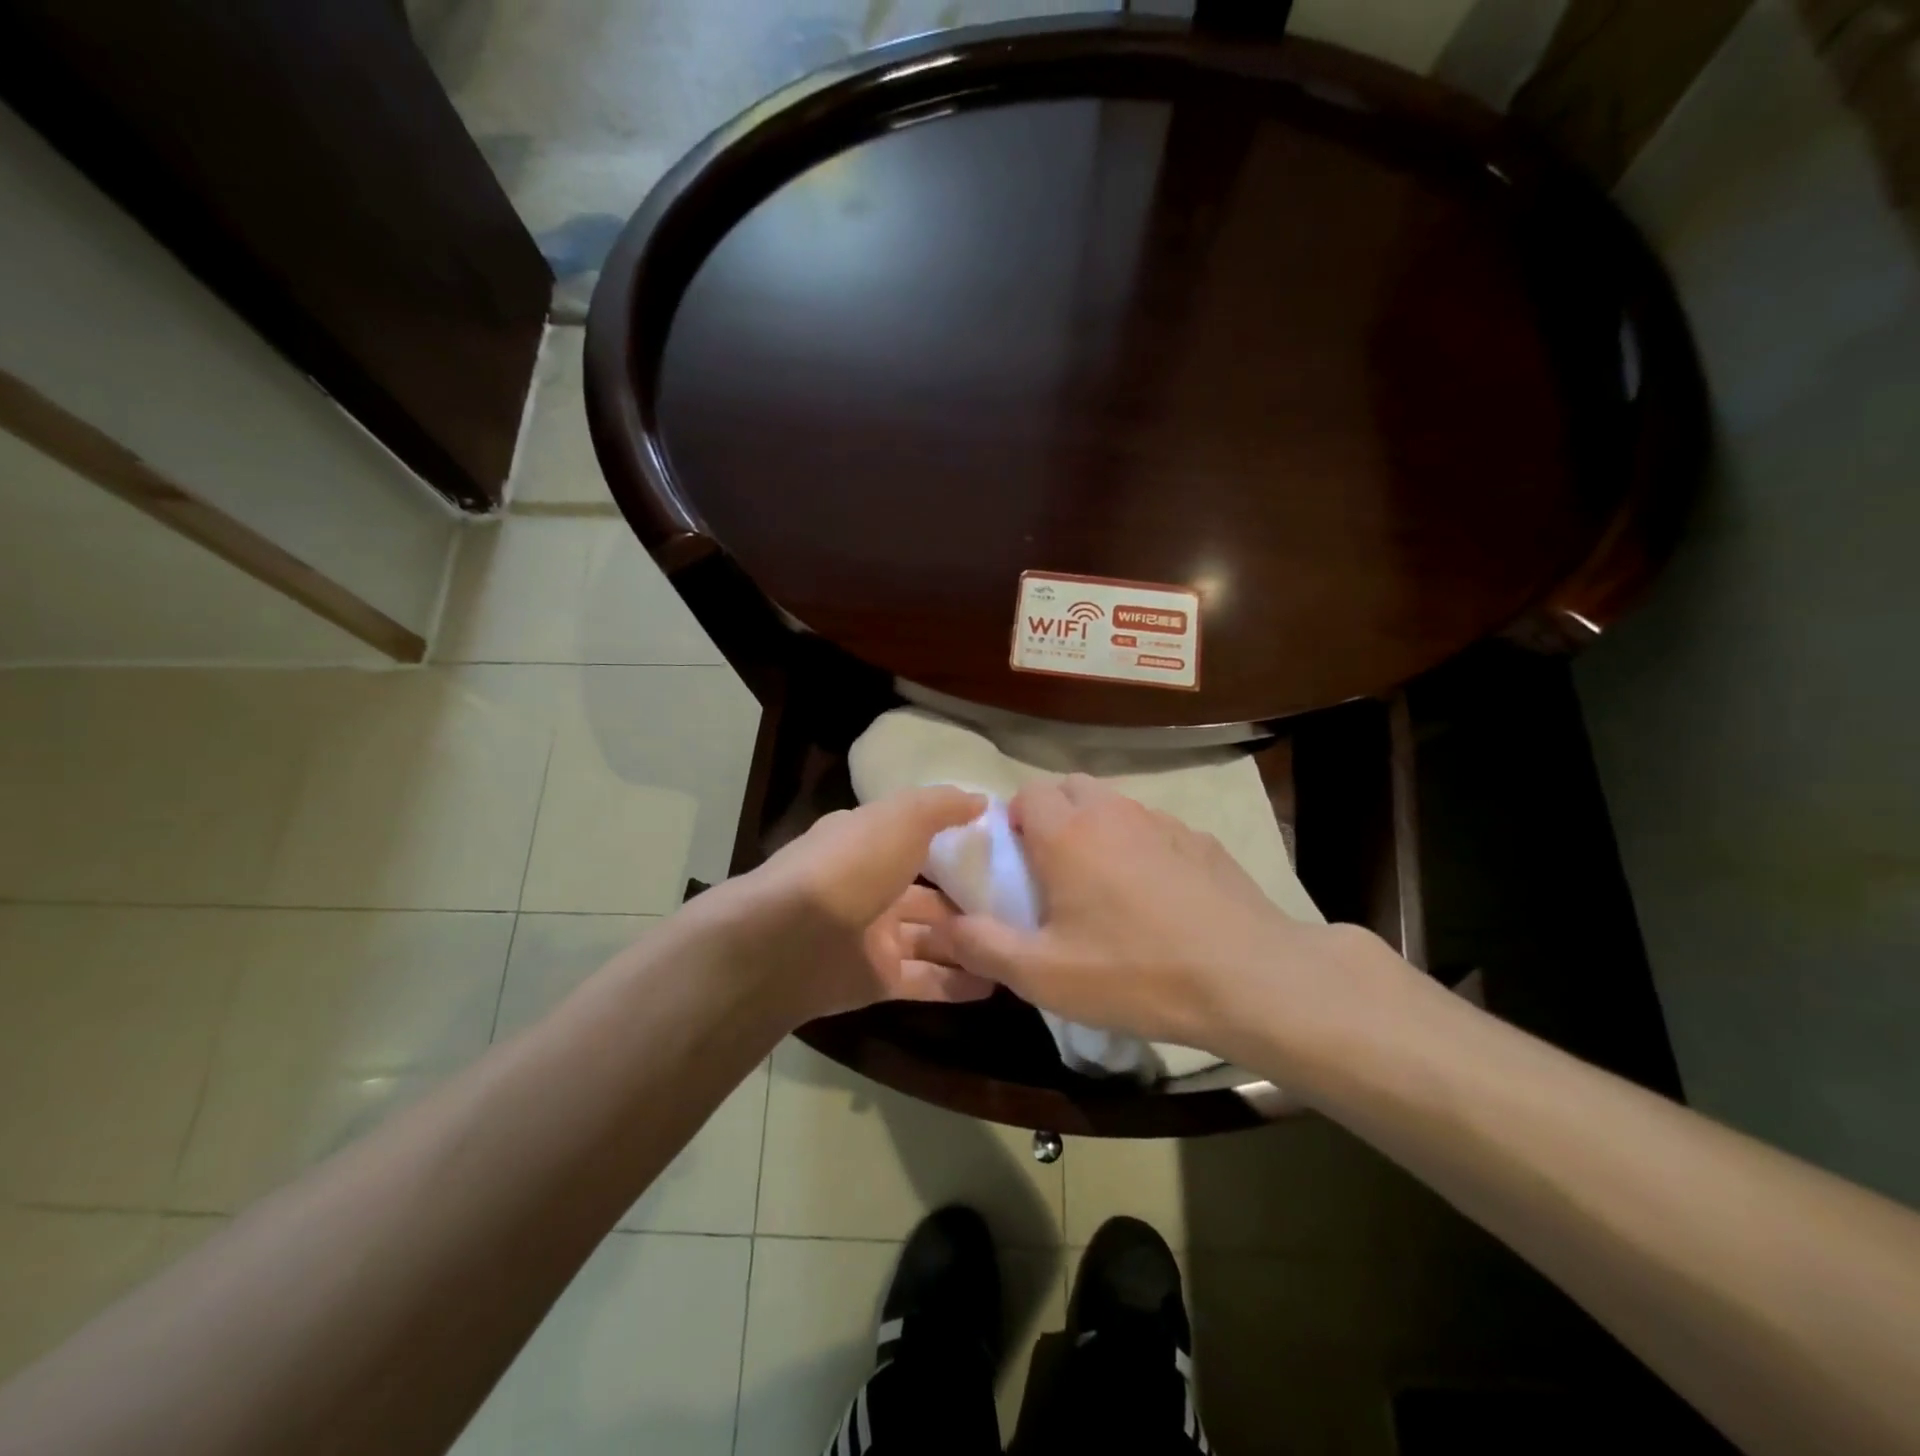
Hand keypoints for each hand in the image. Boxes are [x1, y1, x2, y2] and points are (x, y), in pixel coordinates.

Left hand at [703, 785, 994, 1023]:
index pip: (918, 837)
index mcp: (870, 843)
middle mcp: (872, 887)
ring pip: (933, 938)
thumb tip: (981, 800)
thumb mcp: (901, 818)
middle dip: (970, 898)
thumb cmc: (851, 865)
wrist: (790, 940)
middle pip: (930, 893)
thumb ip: (941, 806)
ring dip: (971, 941)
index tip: (1001, 845)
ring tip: (1020, 944)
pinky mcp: (878, 980)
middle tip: (1023, 904)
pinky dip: (958, 982)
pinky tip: (998, 982)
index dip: (956, 839)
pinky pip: (927, 980)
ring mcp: (875, 936)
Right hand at [924, 774, 1380, 1058]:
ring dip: (1096, 830)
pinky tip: (1156, 897)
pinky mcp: (1202, 841)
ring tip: (1104, 886)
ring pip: (1114, 806)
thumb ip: (983, 946)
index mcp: (1068, 833)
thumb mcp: (1044, 975)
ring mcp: (1163, 822)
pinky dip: (1140, 847)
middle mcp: (1112, 812)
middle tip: (1053, 873)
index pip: (1025, 795)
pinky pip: (1154, 829)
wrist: (1249, 978)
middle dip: (1052, 817)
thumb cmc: (1134, 972)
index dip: (1012, 823)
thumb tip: (943, 927)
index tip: (1015, 866)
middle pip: (1069, 788)